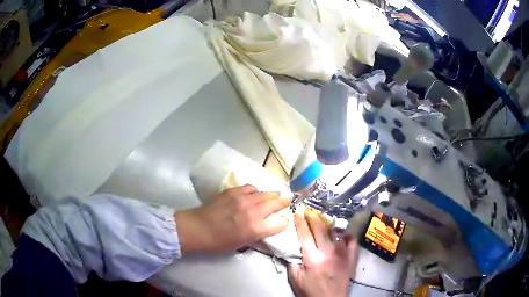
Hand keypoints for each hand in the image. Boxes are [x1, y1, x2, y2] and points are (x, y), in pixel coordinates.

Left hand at [174, 185, 289, 252]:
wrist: (198, 228)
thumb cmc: (219, 242)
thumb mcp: (242, 243)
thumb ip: (256, 234)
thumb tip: (264, 227)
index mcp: (256, 229)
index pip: (280, 223)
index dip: (284, 221)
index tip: (284, 220)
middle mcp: (253, 212)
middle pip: (276, 203)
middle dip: (283, 202)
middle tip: (287, 200)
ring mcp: (243, 199)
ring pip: (265, 193)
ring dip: (271, 194)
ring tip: (273, 195)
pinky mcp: (233, 191)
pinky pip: (250, 187)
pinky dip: (255, 190)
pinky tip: (254, 193)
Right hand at [288, 210, 357, 296]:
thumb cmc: (311, 290)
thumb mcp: (296, 278)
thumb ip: (292, 262)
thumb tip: (290, 248)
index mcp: (312, 257)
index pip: (305, 234)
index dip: (300, 222)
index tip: (297, 212)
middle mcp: (328, 251)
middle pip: (320, 228)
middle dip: (313, 217)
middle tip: (309, 211)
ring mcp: (342, 252)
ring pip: (335, 232)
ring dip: (328, 225)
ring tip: (323, 221)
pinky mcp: (351, 256)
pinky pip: (351, 240)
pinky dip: (346, 236)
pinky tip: (342, 235)